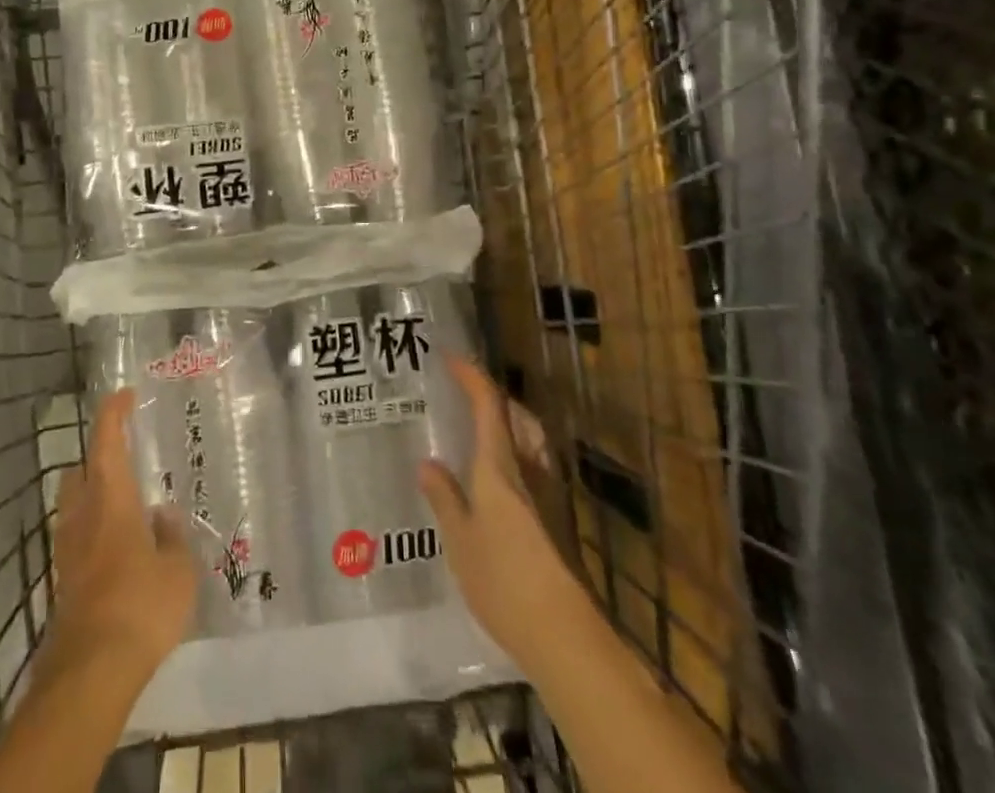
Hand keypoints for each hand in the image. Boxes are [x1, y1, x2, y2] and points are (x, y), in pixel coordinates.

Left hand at [49, 389, 197, 678]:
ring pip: (74, 506)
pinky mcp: (64, 582)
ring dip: (94, 497)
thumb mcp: (178, 569)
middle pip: (80, 471)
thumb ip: (172, 536)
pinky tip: (120, 552)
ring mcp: (68, 550)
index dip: (114, 412)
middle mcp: (83, 515)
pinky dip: (94, 532)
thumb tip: (164, 517)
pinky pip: (77, 539)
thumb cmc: (141, 605)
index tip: (125, 395)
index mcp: (111, 498)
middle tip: (126, 460)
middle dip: (98, 458)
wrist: (91, 672)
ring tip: (127, 508)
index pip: (107, 440)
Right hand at [419, 356, 596, 675]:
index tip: (451, 357)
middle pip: (517, 417)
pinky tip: (498, 480)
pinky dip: (515, 454)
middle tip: (465, 394)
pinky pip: (534, 466)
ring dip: (509, 424)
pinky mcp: (559, 521)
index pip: (489, 405)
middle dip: (494, 398)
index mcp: (501, 466)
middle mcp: (531, 470)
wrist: (566, 635)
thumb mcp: (460, 541)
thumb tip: (428, 464)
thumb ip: (444, 499)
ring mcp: (551, 496)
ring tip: (481, 430)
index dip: (471, 376)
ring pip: (531, 441)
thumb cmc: (504, 580)